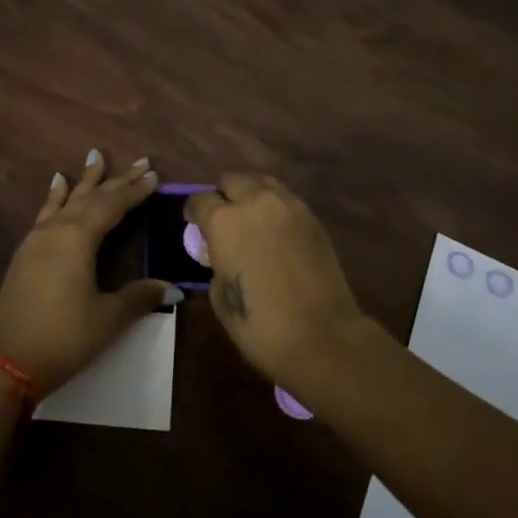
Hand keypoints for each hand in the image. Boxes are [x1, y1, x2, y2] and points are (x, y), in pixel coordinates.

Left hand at [0, 149, 173, 396]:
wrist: (5, 362)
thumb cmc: (63, 337)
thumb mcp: (107, 318)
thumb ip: (139, 297)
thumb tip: (173, 288)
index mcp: (79, 237)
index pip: (113, 205)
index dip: (135, 190)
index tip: (154, 175)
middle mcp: (57, 229)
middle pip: (92, 197)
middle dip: (117, 180)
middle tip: (140, 161)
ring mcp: (37, 239)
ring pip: (67, 200)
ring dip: (85, 181)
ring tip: (95, 157)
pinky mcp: (25, 253)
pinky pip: (46, 212)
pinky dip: (55, 196)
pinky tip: (56, 185)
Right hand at [185, 174, 366, 391]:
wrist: (323, 337)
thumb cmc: (261, 326)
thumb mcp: (220, 297)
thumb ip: (216, 264)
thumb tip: (222, 256)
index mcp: (224, 222)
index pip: (200, 200)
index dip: (194, 212)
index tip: (194, 224)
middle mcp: (254, 202)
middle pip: (232, 180)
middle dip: (224, 195)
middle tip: (224, 219)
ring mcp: (287, 206)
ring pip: (262, 182)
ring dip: (251, 194)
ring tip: (252, 220)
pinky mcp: (312, 217)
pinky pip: (286, 199)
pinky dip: (275, 207)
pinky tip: (276, 231)